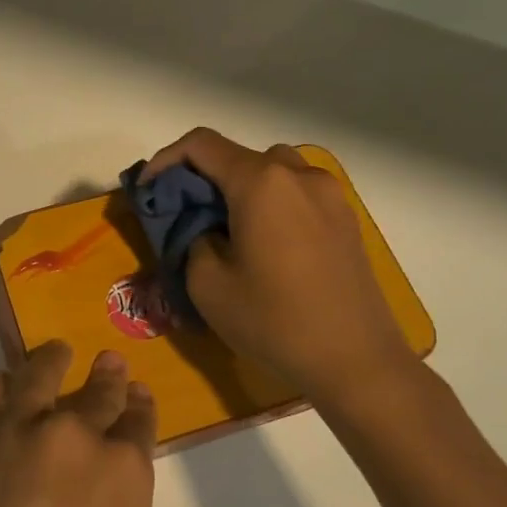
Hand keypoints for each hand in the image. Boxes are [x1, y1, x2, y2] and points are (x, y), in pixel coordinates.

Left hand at [0, 341, 155, 506]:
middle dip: (107, 377)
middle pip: (98, 390)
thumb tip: (104, 480)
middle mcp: (77, 434)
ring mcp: (19, 427)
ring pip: (41, 371)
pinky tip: (2, 390)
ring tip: (55, 355)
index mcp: (125, 474)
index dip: (137, 406)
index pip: (138, 421)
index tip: (135, 395)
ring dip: (52, 362)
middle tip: (107, 364)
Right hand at [144, 128, 421, 406]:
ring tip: (226, 228)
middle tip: (184, 215)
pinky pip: (297, 192)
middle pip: (238, 155)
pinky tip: (264, 243)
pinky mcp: (345, 218)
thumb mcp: (207, 286)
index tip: (148, 190)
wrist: (357, 361)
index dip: (165, 160)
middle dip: (203, 177)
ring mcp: (329, 194)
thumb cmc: (275, 321)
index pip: (201, 145)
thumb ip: (192, 240)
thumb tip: (203, 229)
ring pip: (271, 171)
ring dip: (240, 187)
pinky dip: (271, 202)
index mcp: (261, 182)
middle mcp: (298, 175)